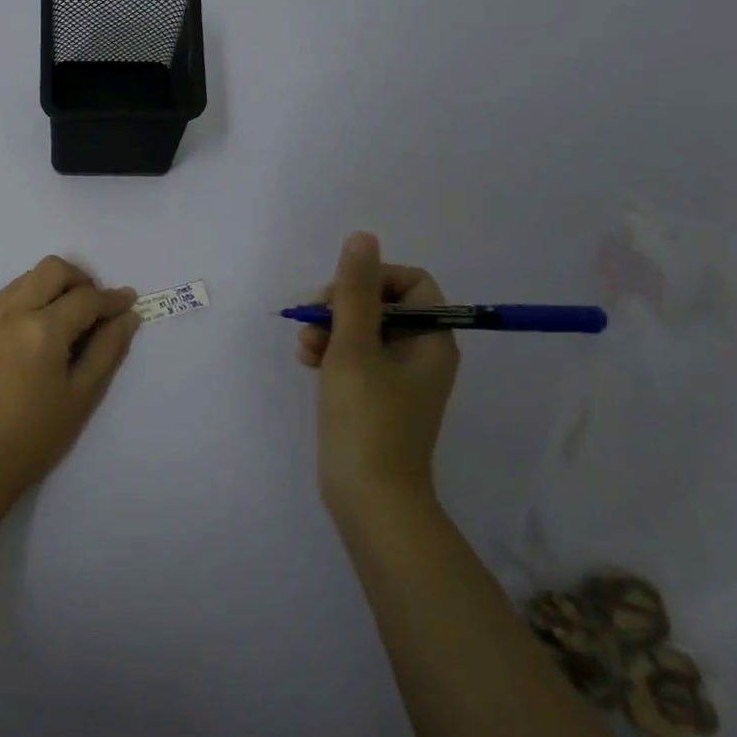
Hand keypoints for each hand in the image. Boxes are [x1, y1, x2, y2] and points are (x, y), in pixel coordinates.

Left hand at [0, 256, 140, 490]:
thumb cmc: (38, 434)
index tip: (128, 303)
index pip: (86, 298)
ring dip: (52, 287)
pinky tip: (34, 327)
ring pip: (27, 277)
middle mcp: (12, 311)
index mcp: (43, 330)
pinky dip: (26, 297)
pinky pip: (4, 294)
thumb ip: (108, 349)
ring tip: (64, 319)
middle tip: (94, 308)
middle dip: (81, 280)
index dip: (112, 299)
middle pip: (53, 269)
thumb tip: (128, 315)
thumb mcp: (83, 394)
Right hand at [296, 232, 459, 513]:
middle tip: (312, 323)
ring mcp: (399, 378)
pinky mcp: (377, 397)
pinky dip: (331, 353)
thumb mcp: (354, 347)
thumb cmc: (366, 418)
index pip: (410, 283)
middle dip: (341, 306)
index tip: (339, 298)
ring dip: (330, 329)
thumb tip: (362, 237)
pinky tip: (307, 362)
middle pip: (383, 304)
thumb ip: (355, 290)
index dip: (372, 279)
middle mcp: (422, 354)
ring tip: (304, 349)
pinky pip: (355, 357)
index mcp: (432, 339)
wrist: (370, 498)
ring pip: (363, 330)